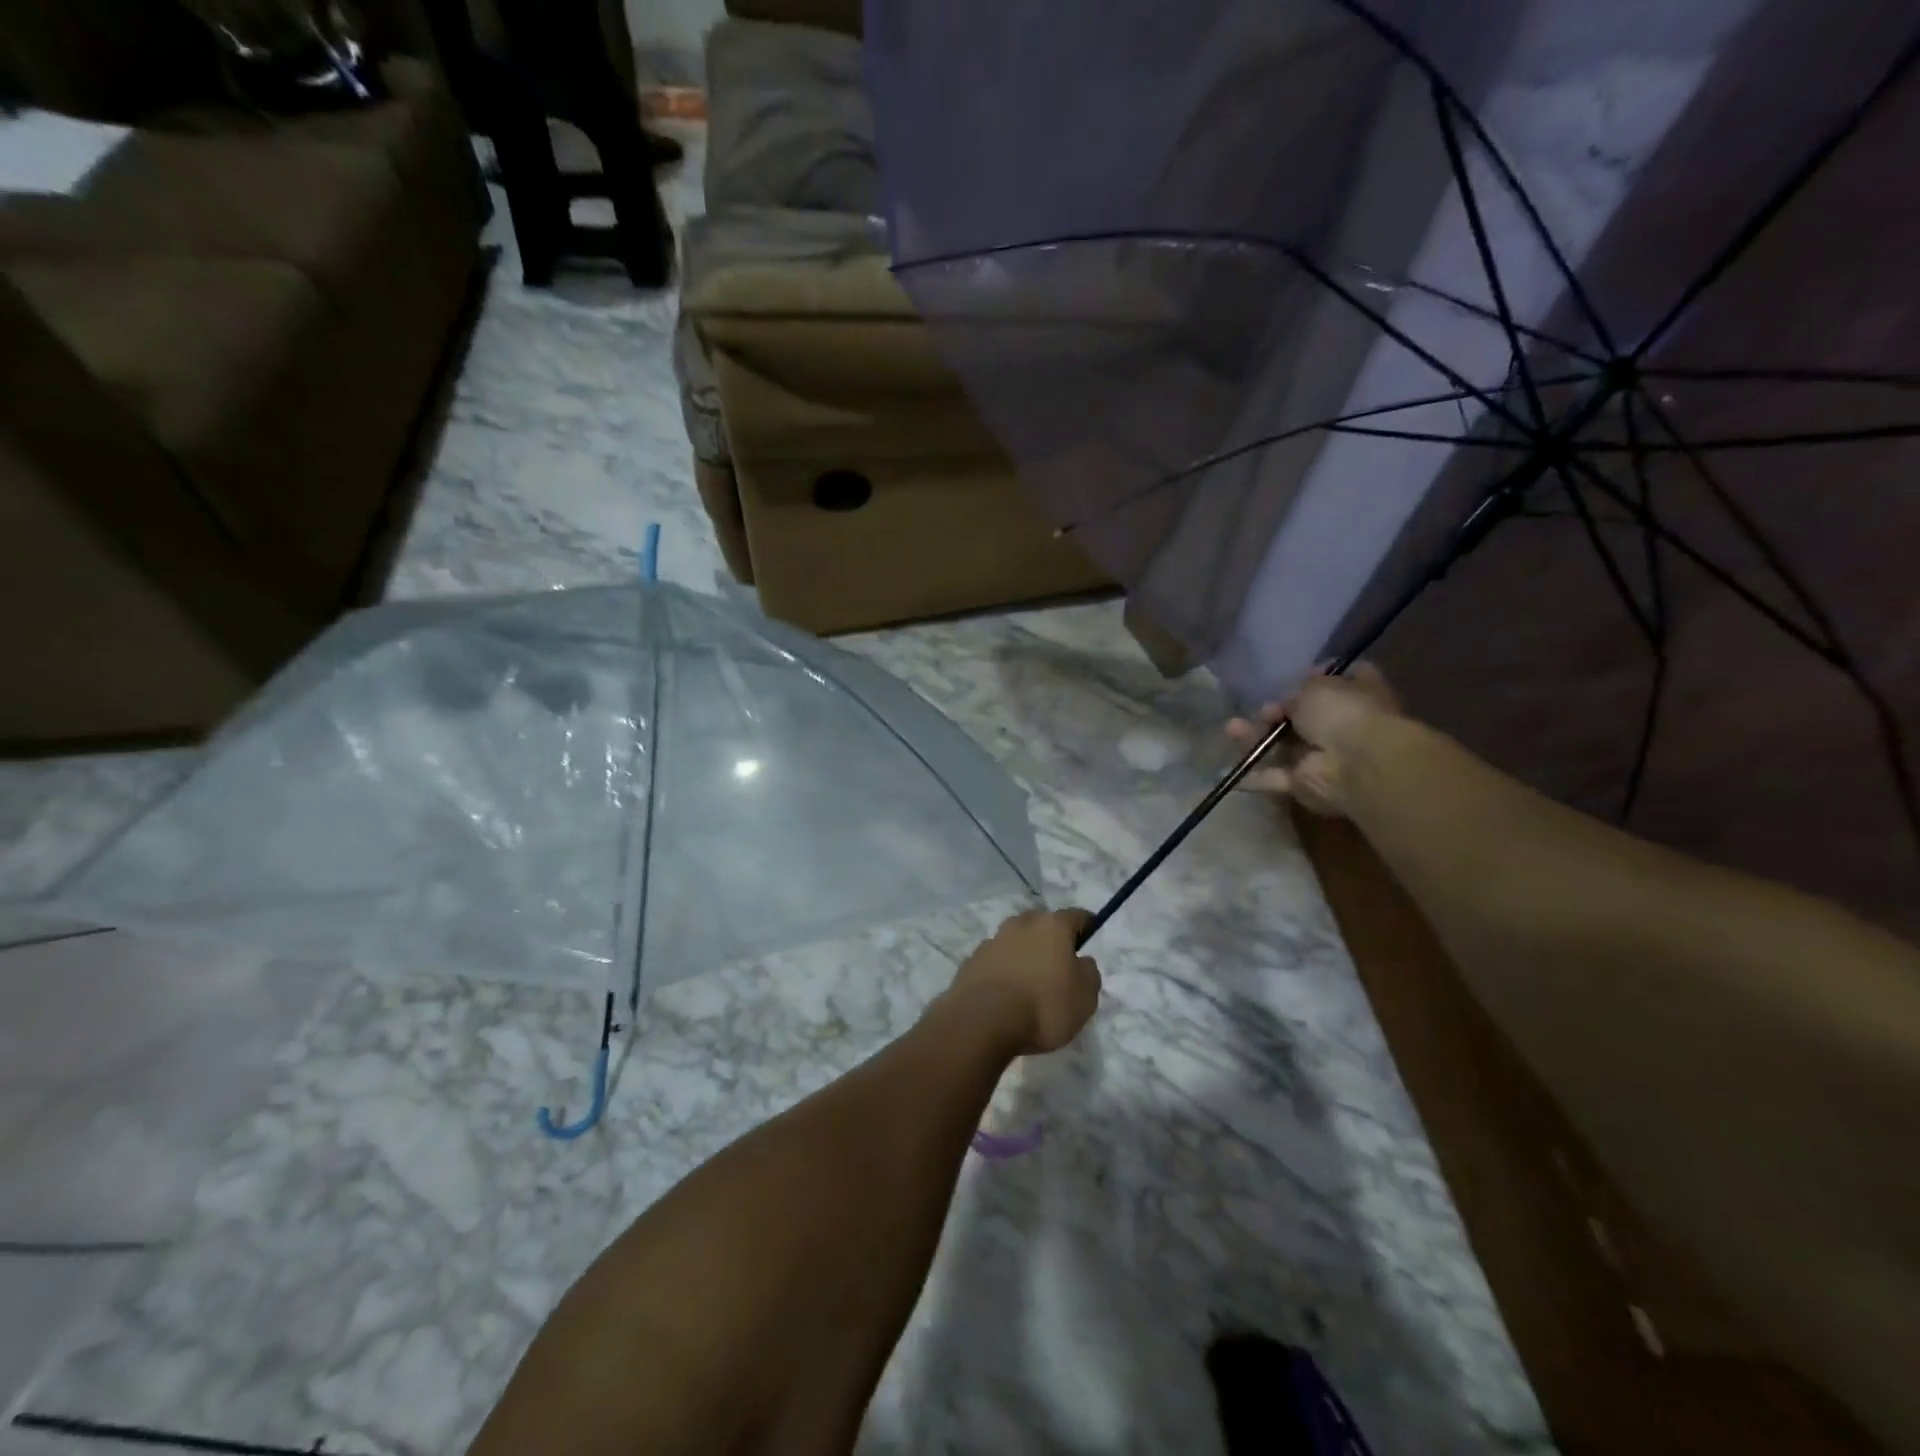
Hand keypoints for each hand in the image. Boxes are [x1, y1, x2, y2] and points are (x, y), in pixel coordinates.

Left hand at [947, 909, 1100, 1055]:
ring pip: (1015, 941)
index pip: (1076, 915)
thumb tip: (1081, 961)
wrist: (983, 1021)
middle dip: (1050, 938)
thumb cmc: (1044, 1006)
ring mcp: (993, 941)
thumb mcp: (1085, 997)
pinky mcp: (972, 961)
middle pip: (1041, 924)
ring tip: (1030, 982)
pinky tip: (1007, 994)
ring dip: (1024, 954)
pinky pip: (996, 961)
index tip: (1090, 936)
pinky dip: (1004, 970)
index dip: (1087, 925)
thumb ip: (1088, 973)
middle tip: (1058, 963)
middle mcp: (1021, 924)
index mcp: (1052, 926)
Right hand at [1227, 663, 1399, 817]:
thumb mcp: (1316, 686)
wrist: (1356, 763)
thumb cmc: (1343, 713)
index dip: (1317, 677)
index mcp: (1356, 696)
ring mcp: (1323, 756)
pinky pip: (1274, 777)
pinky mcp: (1305, 783)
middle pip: (1304, 717)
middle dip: (1277, 712)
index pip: (1339, 682)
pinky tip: (1227, 772)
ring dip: (1256, 738)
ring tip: (1230, 728)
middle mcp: (1342, 726)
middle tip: (1264, 709)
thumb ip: (1298, 691)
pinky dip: (1253, 776)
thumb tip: (1288, 700)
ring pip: (1283, 746)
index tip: (1296, 675)